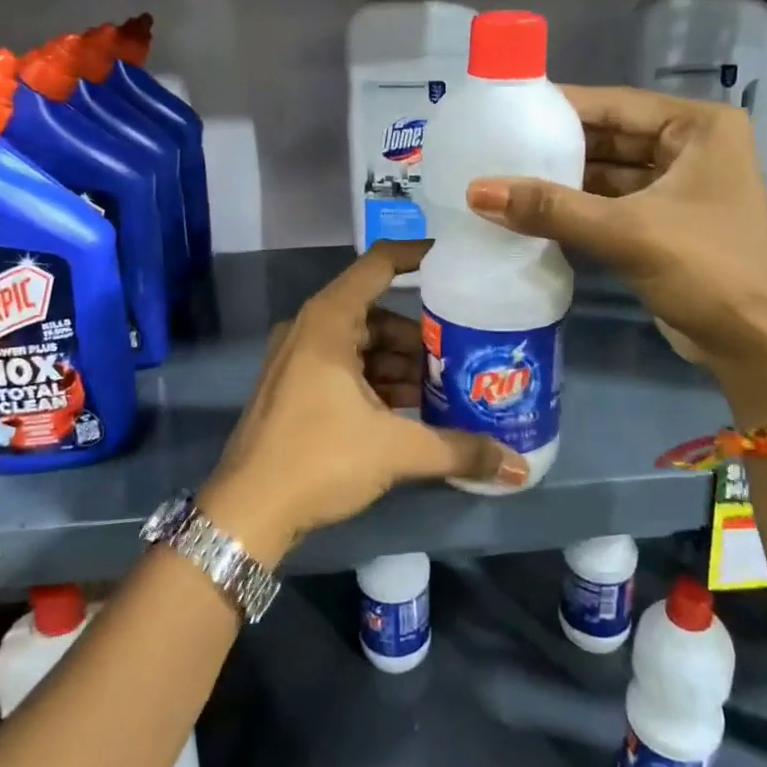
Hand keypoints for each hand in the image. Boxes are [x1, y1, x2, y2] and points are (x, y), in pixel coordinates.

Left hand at [197, 240, 526, 564]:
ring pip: (363, 346)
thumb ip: (459, 450)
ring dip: (402, 365)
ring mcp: (298, 359)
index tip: (458, 263)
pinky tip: (410, 411)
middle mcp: (311, 328)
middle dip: (421, 336)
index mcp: (329, 320)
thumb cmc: (319, 459)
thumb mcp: (395, 449)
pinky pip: (346, 369)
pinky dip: (378, 383)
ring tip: (444, 390)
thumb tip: (518, 466)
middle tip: (463, 355)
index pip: (380, 264)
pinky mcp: (295, 387)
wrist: (247, 511)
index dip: (419, 256)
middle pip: (377, 314)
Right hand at [464, 86, 766, 420]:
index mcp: (699, 128)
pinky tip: (531, 210)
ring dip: (562, 180)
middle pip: (609, 137)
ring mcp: (677, 188)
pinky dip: (576, 208)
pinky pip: (610, 204)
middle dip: (557, 145)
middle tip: (495, 144)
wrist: (755, 346)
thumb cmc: (708, 270)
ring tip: (503, 175)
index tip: (505, 107)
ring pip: (607, 173)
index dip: (560, 106)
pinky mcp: (662, 224)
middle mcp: (690, 148)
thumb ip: (551, 208)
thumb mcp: (627, 232)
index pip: (616, 104)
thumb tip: (475, 191)